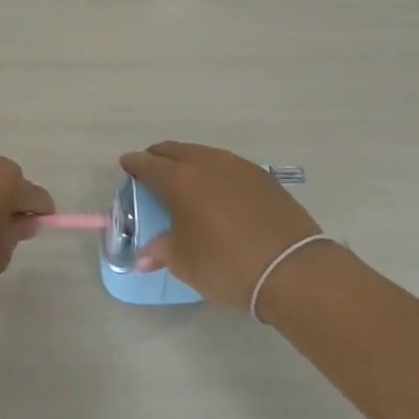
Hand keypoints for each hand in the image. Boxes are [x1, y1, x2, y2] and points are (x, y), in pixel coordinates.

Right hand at [119, 141, 323, 308]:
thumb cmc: (226, 264)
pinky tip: (217, 189)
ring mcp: (239, 167)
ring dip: (188, 161)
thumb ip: (161, 251)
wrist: (292, 268)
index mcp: (181, 179)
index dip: (134, 164)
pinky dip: (214, 171)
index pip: (148, 164)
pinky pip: (228, 166)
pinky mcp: (263, 177)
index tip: (126, 164)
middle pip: (175, 150)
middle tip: (150, 168)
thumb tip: (144, 257)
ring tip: (183, 178)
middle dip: (159, 157)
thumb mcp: (185, 262)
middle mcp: (208, 163)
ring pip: (204, 154)